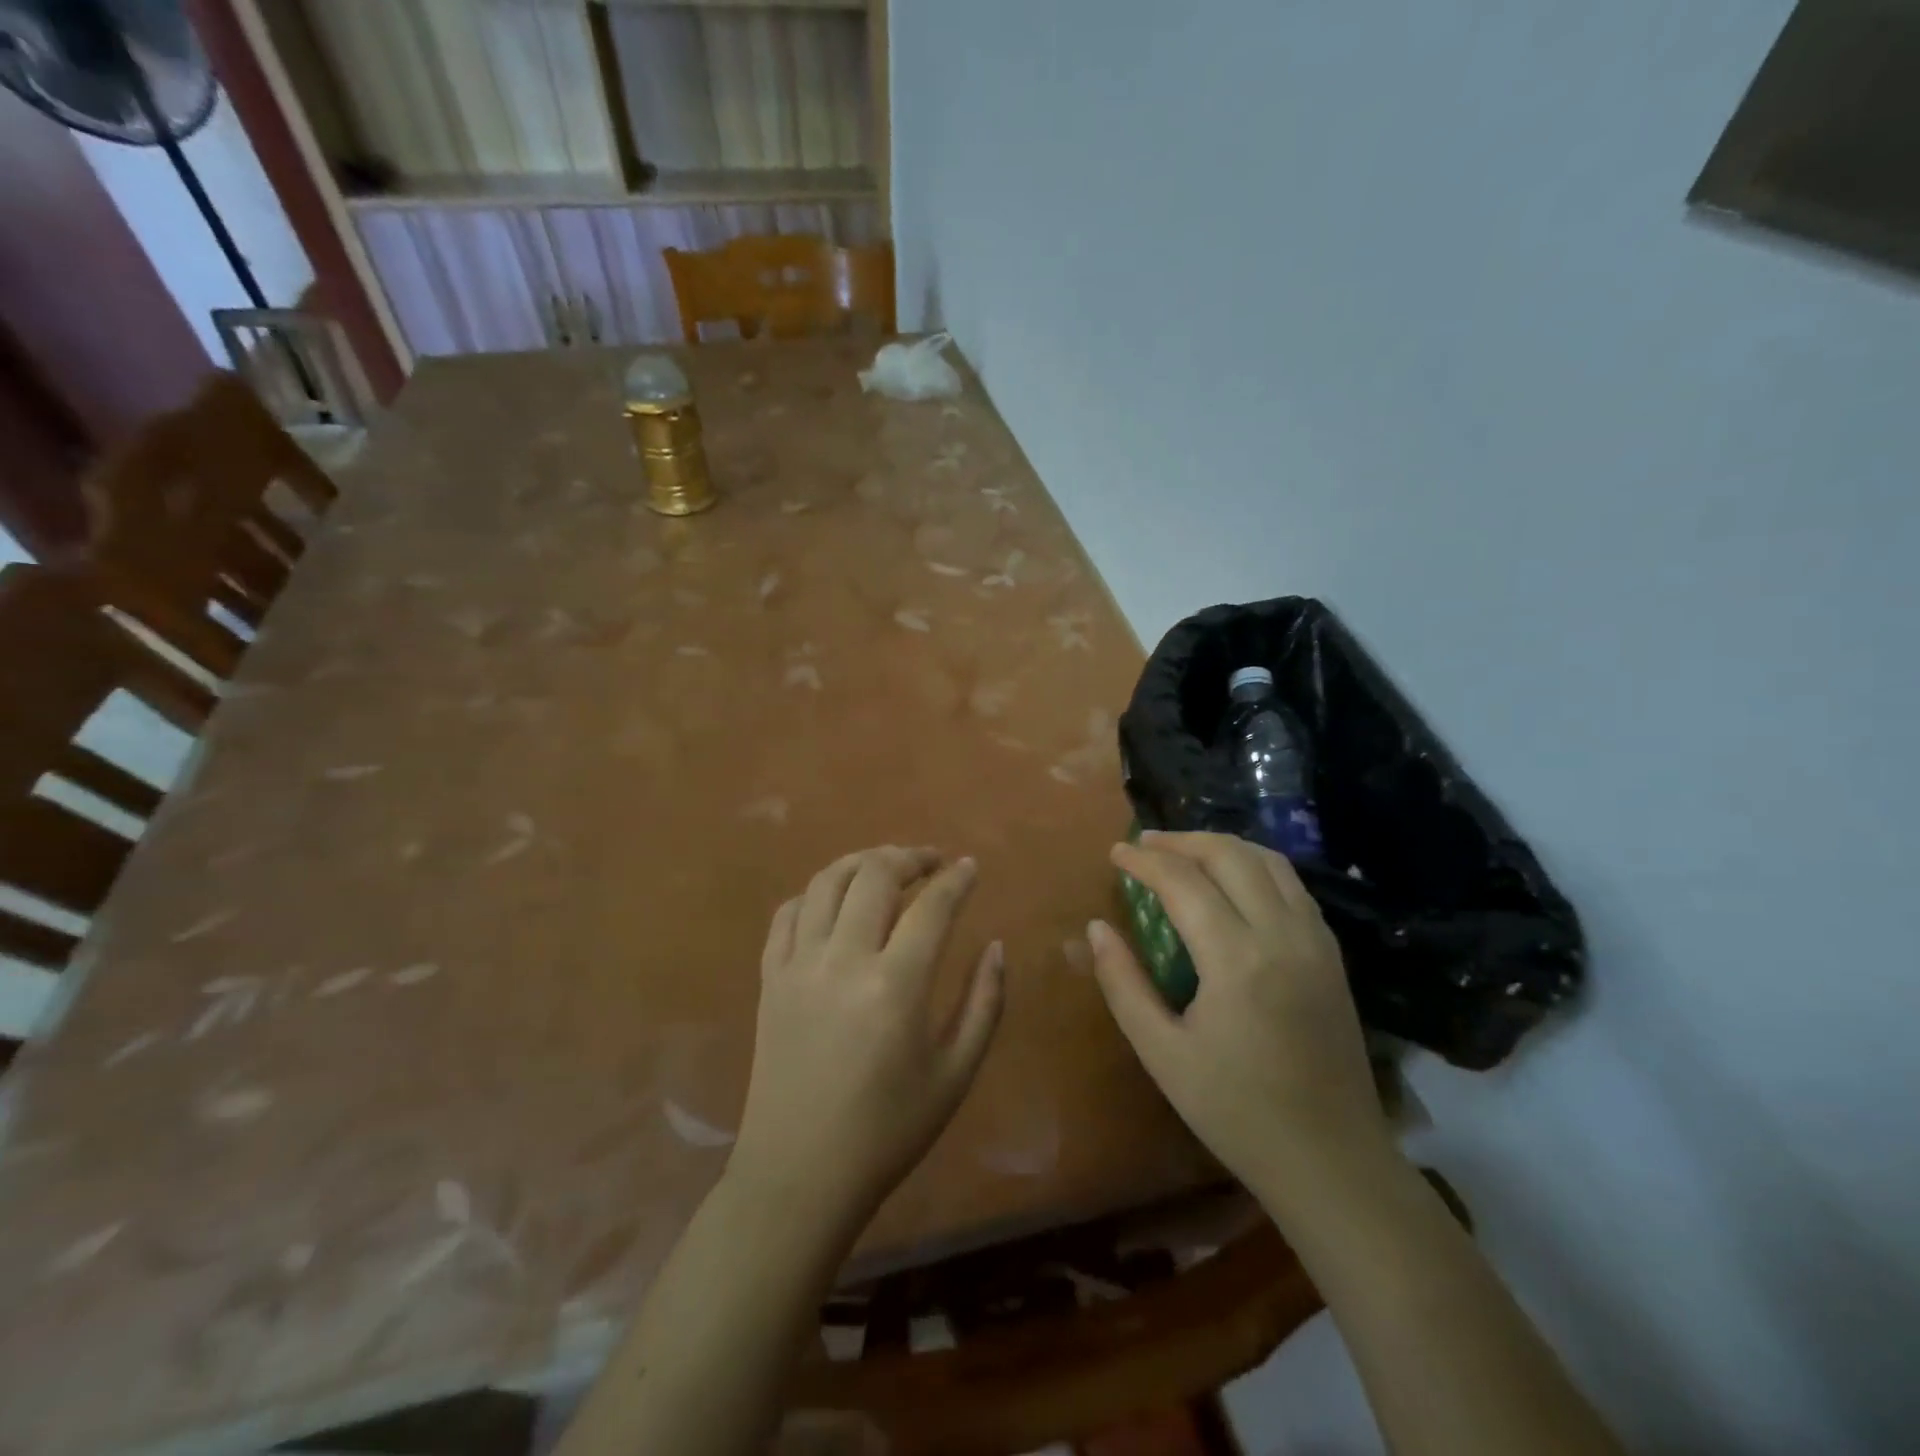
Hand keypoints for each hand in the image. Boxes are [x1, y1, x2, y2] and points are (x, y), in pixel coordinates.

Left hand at [731, 846, 1004, 1228]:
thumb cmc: (888, 1131)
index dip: (956, 879)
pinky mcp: (770, 978)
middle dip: (909, 857)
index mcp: (895, 986)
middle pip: (875, 875)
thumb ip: (985, 1003)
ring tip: (887, 866)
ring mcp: (798, 965)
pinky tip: (836, 901)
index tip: (970, 866)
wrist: (800, 1174)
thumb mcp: (956, 1074)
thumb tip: (995, 945)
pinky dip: (816, 893)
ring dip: (862, 862)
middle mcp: (843, 961)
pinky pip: (788, 913)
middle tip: (931, 862)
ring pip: (827, 882)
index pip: (932, 906)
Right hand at [1087, 832, 1391, 1203]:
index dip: (1144, 861)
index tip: (1115, 853)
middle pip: (1230, 855)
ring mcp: (1316, 942)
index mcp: (1237, 960)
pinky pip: (1293, 885)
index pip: (1184, 881)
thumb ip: (1124, 984)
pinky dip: (1255, 866)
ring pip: (1269, 861)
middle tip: (1144, 844)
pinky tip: (1233, 882)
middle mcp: (1282, 935)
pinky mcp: (1333, 955)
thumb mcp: (1162, 1054)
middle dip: (1182, 841)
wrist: (1332, 1161)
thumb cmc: (1238, 1112)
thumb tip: (1097, 929)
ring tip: (1184, 852)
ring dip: (1222, 846)